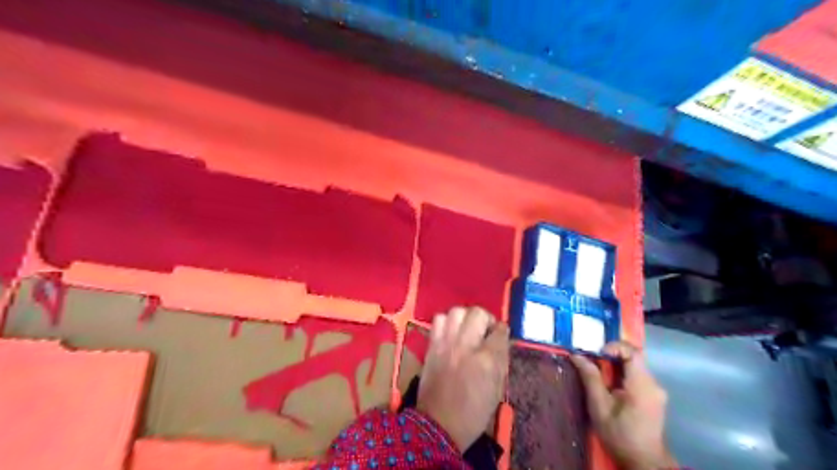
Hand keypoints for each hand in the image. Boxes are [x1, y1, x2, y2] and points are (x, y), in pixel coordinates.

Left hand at [418, 307, 510, 452]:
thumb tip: (501, 342)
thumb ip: (500, 362)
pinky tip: (452, 333)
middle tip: (485, 330)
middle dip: (486, 318)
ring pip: (457, 311)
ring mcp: (446, 344)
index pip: (499, 332)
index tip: (501, 334)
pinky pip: (438, 320)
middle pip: (478, 313)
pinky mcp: (431, 345)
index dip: (503, 331)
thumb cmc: (473, 414)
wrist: (438, 425)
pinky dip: (447, 321)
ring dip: (466, 317)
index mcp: (486, 361)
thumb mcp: (496, 391)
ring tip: (467, 328)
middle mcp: (465, 346)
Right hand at [568, 341, 678, 469]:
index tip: (597, 354)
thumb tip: (577, 355)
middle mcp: (653, 384)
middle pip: (633, 356)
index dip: (614, 347)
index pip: (633, 352)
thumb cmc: (619, 435)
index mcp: (642, 385)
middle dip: (611, 355)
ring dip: (615, 364)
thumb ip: (591, 378)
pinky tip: (609, 385)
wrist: (643, 461)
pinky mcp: (653, 395)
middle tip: (592, 361)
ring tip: (598, 373)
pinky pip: (637, 374)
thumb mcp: (599, 407)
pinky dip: (621, 373)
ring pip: (634, 365)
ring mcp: (655, 390)